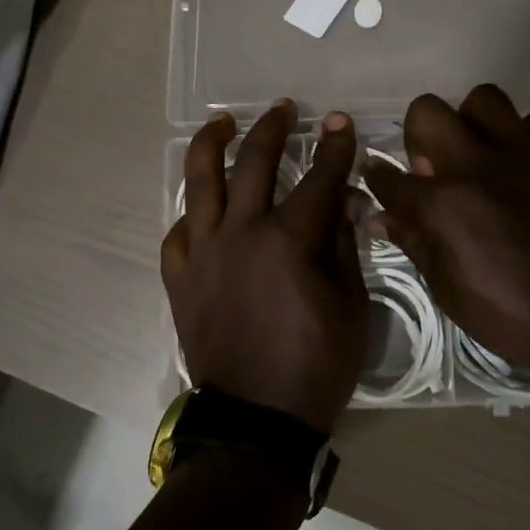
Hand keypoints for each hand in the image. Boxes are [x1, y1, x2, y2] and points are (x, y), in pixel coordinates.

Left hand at [161, 99, 367, 432]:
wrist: (257, 420)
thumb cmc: (316, 366)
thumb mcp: (351, 306)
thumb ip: (343, 247)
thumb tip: (342, 203)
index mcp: (289, 240)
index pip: (318, 178)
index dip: (333, 147)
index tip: (339, 123)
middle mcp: (241, 233)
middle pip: (253, 163)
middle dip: (272, 129)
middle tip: (282, 110)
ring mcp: (203, 253)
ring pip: (200, 182)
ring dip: (212, 144)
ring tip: (221, 122)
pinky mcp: (179, 278)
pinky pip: (178, 232)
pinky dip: (192, 213)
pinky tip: (200, 205)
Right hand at [364, 86, 529, 383]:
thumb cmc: (508, 311)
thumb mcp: (446, 287)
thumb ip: (413, 241)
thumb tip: (382, 218)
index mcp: (441, 203)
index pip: (389, 175)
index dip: (378, 177)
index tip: (381, 179)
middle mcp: (475, 165)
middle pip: (427, 112)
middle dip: (419, 135)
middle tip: (435, 166)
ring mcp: (523, 153)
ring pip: (484, 100)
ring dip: (472, 124)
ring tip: (481, 155)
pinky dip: (523, 135)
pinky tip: (524, 162)